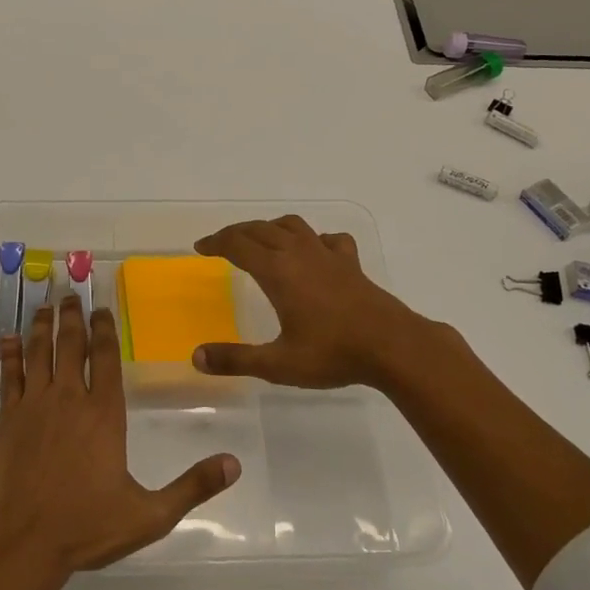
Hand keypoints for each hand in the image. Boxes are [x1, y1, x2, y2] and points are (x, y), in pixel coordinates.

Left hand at [0, 295, 240, 581]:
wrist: (23, 542)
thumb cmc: (86, 526)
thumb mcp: (150, 514)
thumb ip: (192, 487)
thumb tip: (234, 464)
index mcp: (104, 413)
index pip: (106, 358)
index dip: (105, 329)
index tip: (102, 309)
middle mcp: (70, 399)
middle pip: (71, 345)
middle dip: (73, 316)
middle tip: (71, 293)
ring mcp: (34, 406)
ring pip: (40, 352)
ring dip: (43, 326)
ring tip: (45, 305)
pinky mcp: (8, 419)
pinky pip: (9, 376)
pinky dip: (9, 354)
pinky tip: (8, 337)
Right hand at [192, 215, 434, 389]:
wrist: (393, 345)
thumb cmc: (332, 353)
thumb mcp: (278, 364)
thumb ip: (236, 359)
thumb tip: (197, 357)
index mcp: (278, 271)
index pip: (238, 245)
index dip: (216, 243)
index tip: (200, 248)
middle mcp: (299, 254)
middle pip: (260, 229)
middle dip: (236, 232)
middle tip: (220, 244)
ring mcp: (328, 255)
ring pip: (292, 226)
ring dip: (270, 227)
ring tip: (260, 238)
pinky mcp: (351, 263)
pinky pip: (328, 239)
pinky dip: (313, 239)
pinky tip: (314, 251)